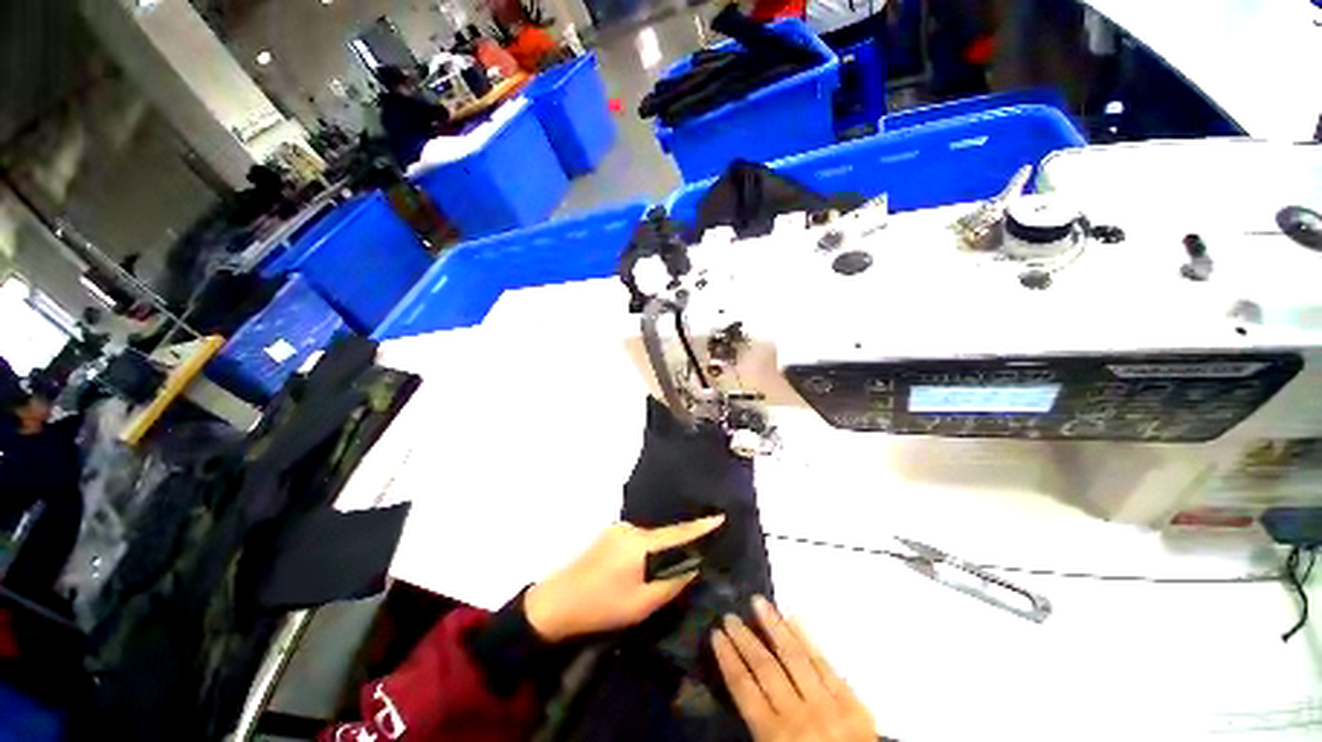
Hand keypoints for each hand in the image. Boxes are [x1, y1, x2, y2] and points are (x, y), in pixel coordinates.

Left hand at [523, 515, 724, 641]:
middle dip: (683, 538)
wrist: (557, 603)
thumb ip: (672, 582)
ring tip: (678, 555)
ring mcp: (618, 529)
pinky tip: (651, 558)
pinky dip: (651, 546)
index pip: (679, 533)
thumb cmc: (603, 606)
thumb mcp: (643, 603)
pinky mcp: (610, 534)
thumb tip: (693, 564)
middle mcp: (632, 529)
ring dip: (665, 544)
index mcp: (641, 544)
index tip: (720, 516)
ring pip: (652, 535)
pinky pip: (640, 537)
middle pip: (666, 532)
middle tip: (702, 544)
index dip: (701, 527)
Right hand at [713, 596, 875, 741]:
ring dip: (774, 626)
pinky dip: (808, 639)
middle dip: (744, 639)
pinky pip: (825, 664)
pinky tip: (794, 618)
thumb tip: (745, 683)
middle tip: (730, 615)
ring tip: (758, 602)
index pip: (743, 688)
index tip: (716, 634)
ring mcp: (828, 705)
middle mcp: (798, 715)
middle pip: (765, 668)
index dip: (728, 659)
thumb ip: (760, 727)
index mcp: (775, 736)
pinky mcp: (852, 701)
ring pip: (795, 656)